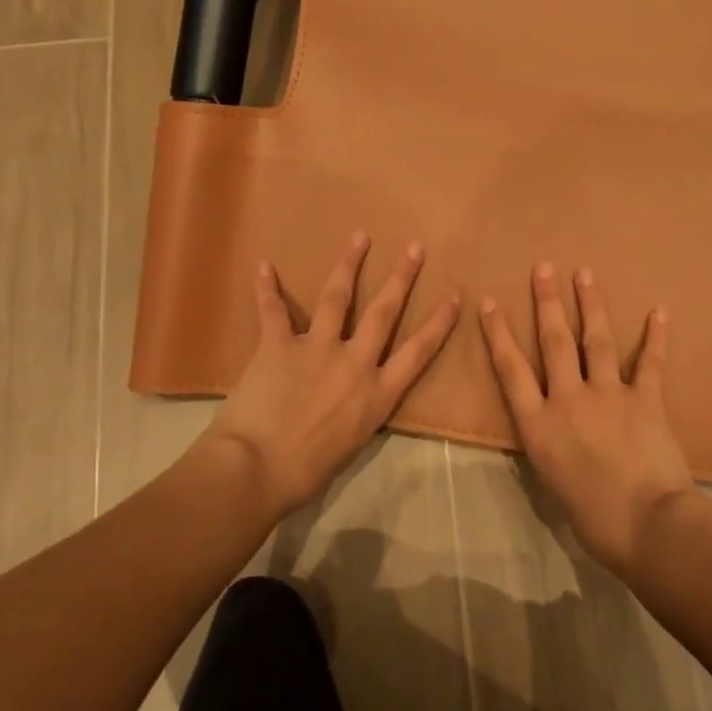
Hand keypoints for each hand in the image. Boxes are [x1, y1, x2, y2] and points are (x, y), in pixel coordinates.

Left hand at [208, 232, 459, 517]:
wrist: (257, 469)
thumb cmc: (306, 473)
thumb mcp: (350, 446)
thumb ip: (357, 415)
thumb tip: (349, 403)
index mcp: (377, 395)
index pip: (418, 351)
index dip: (438, 322)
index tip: (454, 295)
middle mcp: (354, 363)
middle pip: (383, 312)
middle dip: (401, 278)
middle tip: (414, 248)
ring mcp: (316, 349)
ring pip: (336, 298)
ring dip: (348, 265)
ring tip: (359, 237)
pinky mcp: (278, 346)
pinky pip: (273, 312)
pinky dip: (267, 289)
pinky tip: (264, 266)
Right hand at [479, 264, 696, 574]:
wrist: (646, 524)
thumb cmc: (592, 518)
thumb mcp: (551, 482)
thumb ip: (549, 446)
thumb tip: (554, 431)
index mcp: (539, 425)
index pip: (511, 369)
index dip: (499, 333)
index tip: (490, 301)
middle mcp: (569, 399)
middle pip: (554, 341)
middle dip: (547, 302)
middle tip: (543, 268)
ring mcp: (608, 395)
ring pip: (596, 341)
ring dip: (590, 305)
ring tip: (585, 273)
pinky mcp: (645, 399)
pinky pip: (651, 362)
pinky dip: (656, 336)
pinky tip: (659, 310)